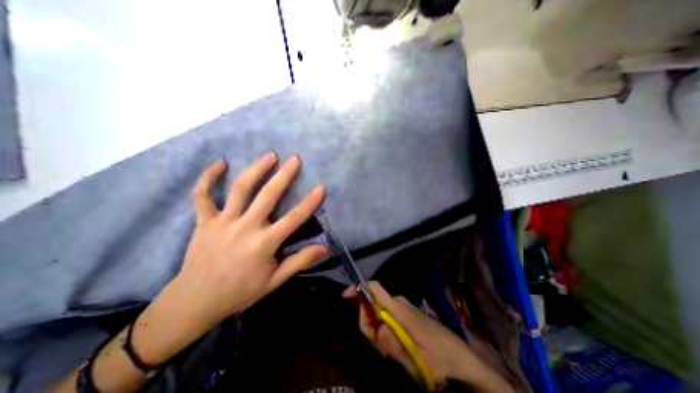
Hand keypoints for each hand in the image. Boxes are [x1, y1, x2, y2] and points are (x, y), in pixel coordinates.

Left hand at [130, 154, 327, 364]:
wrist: (195, 301)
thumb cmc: (240, 291)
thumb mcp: (275, 280)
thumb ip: (300, 261)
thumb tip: (325, 248)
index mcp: (264, 243)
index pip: (294, 218)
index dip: (309, 202)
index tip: (320, 187)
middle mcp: (245, 227)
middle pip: (268, 195)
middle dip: (284, 175)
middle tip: (294, 159)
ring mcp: (223, 222)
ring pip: (240, 189)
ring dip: (256, 169)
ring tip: (269, 156)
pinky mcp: (204, 221)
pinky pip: (203, 195)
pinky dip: (208, 178)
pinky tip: (219, 163)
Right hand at [344, 282, 512, 391]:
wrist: (459, 356)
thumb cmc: (438, 357)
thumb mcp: (414, 358)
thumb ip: (392, 344)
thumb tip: (377, 329)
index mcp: (398, 308)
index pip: (375, 288)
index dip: (358, 288)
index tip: (345, 296)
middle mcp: (398, 303)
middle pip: (371, 305)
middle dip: (369, 325)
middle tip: (381, 349)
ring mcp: (401, 308)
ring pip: (377, 314)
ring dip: (377, 332)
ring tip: (391, 352)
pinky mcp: (404, 314)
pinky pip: (385, 318)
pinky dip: (383, 331)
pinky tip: (394, 347)